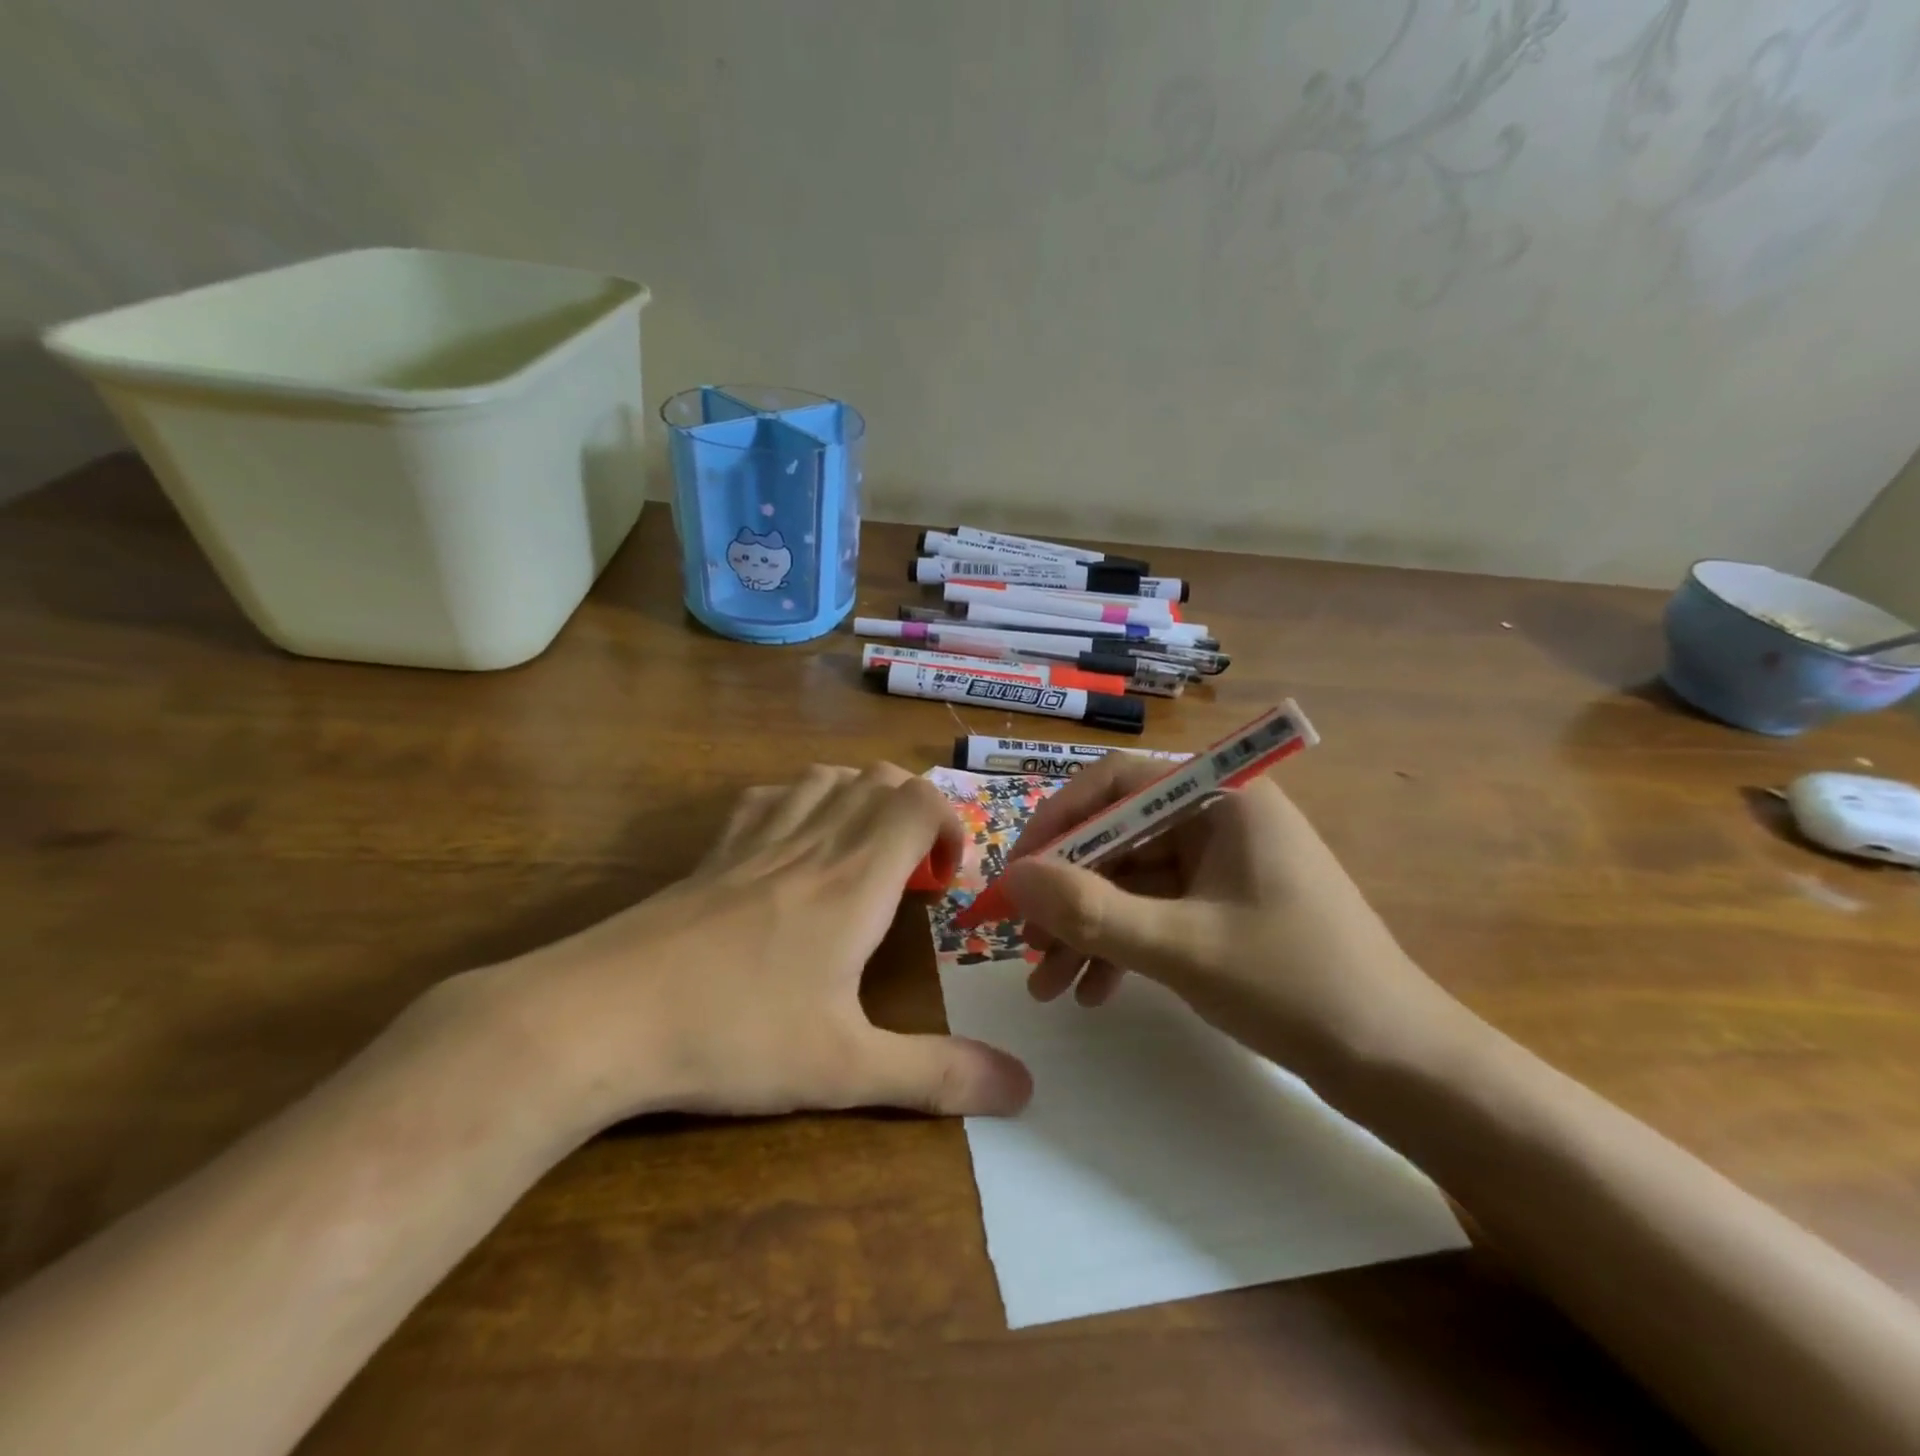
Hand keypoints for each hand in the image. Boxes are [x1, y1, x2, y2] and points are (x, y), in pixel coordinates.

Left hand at [439, 764, 1032, 1133]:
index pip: (920, 800)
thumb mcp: (845, 1069)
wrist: (601, 1016)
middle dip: (914, 812)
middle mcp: (813, 841)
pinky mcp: (714, 853)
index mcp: (854, 879)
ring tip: (863, 856)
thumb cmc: (734, 1035)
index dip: (950, 823)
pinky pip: (770, 795)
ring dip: (861, 799)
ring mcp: (756, 839)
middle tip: (913, 877)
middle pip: (879, 779)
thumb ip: (937, 1074)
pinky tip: (793, 847)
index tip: (948, 880)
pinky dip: (801, 801)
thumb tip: (1023, 1089)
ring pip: (826, 777)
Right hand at [999, 757, 1463, 1076]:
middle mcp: (1218, 818)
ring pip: (1130, 882)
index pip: (1115, 782)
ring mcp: (1222, 865)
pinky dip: (1121, 947)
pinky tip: (1093, 993)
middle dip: (1068, 895)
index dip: (1057, 822)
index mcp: (1221, 797)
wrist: (1401, 1066)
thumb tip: (1011, 878)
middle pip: (1117, 838)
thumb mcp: (1181, 947)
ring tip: (1048, 987)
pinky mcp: (1223, 907)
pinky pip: (1155, 912)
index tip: (1016, 874)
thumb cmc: (1296, 985)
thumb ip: (1090, 909)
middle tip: (1024, 944)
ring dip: (1087, 930)